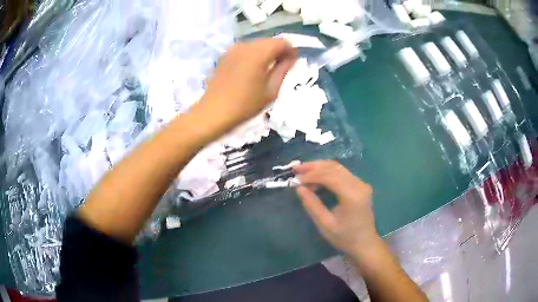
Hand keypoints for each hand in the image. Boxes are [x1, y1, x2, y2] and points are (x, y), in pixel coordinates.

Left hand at [198, 38, 296, 129]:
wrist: (213, 112)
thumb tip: (292, 57)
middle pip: (269, 41)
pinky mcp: (224, 56)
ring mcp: (232, 50)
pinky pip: (244, 50)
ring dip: (265, 53)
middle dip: (278, 51)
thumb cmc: (245, 105)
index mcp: (259, 53)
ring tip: (266, 71)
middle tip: (281, 68)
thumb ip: (284, 70)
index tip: (292, 63)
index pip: (282, 42)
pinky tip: (250, 71)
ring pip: (256, 45)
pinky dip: (252, 56)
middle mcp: (245, 45)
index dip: (291, 51)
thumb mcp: (271, 90)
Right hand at [294, 161, 380, 257]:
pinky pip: (342, 173)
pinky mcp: (360, 185)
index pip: (330, 176)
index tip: (295, 180)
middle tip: (295, 169)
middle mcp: (359, 185)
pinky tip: (316, 177)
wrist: (364, 243)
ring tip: (303, 171)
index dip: (311, 175)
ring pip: (338, 167)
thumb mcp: (325, 224)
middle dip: (313, 167)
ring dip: (319, 168)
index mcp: (352, 195)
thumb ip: (312, 204)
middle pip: (334, 168)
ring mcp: (361, 183)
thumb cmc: (344, 237)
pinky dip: (327, 172)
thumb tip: (298, 188)